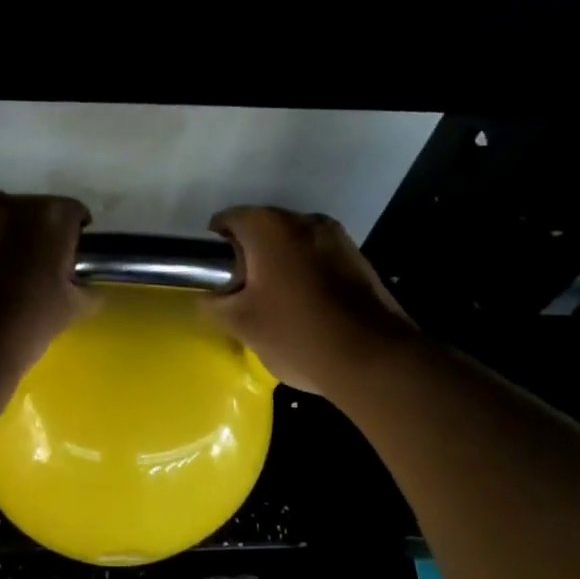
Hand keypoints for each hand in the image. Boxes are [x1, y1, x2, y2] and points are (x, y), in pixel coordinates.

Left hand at [0, 193, 92, 374]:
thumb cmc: (25, 326)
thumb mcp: (72, 309)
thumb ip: (86, 288)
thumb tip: (83, 286)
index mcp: (47, 215)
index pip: (73, 214)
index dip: (75, 240)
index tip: (72, 265)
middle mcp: (7, 205)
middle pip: (32, 215)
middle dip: (38, 238)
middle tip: (39, 274)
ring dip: (4, 246)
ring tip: (3, 284)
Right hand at [205, 207, 417, 397]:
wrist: (372, 359)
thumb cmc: (295, 333)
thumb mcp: (239, 323)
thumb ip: (212, 302)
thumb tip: (207, 294)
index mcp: (270, 227)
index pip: (228, 220)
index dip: (214, 247)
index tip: (215, 276)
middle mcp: (304, 220)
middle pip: (263, 229)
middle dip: (249, 255)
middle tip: (241, 293)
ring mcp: (337, 237)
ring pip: (293, 243)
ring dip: (279, 264)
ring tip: (274, 302)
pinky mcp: (358, 259)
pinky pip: (318, 257)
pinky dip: (305, 273)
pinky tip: (305, 307)